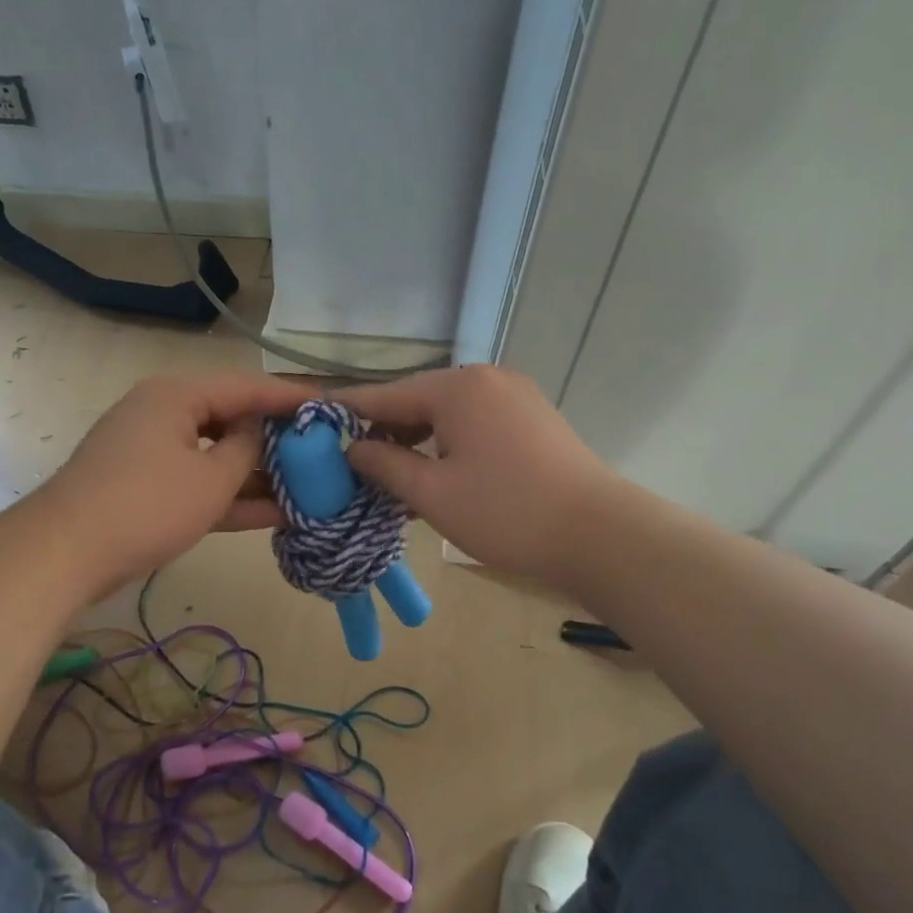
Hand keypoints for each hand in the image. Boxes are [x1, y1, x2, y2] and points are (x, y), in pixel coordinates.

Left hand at [37, 371, 317, 592]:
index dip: (289, 397)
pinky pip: (199, 482)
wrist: (66, 554)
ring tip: (308, 486)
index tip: (330, 405)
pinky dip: (230, 495)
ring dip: (257, 474)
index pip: (246, 386)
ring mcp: (153, 451)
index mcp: (177, 395)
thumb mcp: (210, 479)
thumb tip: (259, 430)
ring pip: (217, 455)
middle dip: (276, 440)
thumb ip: (246, 449)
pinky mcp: (148, 486)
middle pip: (231, 419)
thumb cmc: (147, 506)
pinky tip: (275, 513)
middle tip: (321, 451)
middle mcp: (164, 413)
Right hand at [337, 365, 621, 581]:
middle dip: (385, 432)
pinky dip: (448, 445)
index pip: (385, 395)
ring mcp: (514, 396)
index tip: (313, 422)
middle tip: (353, 466)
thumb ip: (384, 465)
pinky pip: (475, 424)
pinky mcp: (532, 419)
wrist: (598, 534)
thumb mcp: (431, 493)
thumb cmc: (505, 512)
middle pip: (418, 401)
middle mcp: (485, 379)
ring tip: (391, 477)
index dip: (347, 412)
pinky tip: (435, 474)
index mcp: (457, 387)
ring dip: (417, 442)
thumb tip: (352, 449)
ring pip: (447, 414)